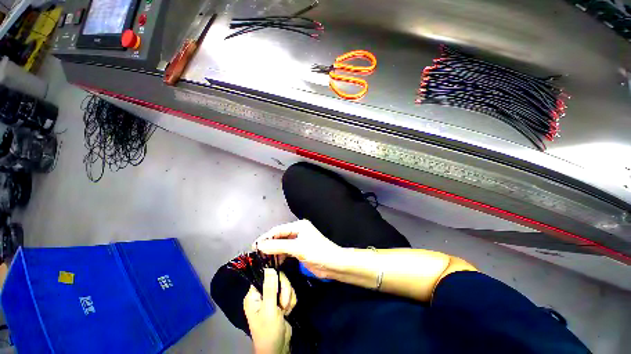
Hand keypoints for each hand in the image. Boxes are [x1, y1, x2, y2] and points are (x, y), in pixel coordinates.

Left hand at [243, 269, 293, 353]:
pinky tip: (288, 311)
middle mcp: (263, 293)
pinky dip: (291, 301)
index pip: (264, 275)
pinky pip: (290, 292)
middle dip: (284, 290)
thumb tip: (269, 268)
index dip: (273, 276)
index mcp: (254, 295)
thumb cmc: (268, 331)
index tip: (280, 284)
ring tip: (285, 310)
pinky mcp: (282, 300)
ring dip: (288, 297)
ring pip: (285, 285)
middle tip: (283, 303)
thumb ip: (270, 288)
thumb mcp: (269, 310)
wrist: (279, 348)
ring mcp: (273, 297)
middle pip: (277, 278)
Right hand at [254, 219, 342, 278]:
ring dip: (274, 252)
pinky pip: (287, 251)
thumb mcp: (297, 248)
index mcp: (299, 226)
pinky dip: (280, 256)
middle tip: (257, 255)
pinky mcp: (300, 250)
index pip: (278, 230)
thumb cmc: (317, 252)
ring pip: (282, 245)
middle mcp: (298, 231)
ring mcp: (299, 241)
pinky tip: (274, 263)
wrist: (334, 264)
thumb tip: (260, 246)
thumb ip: (278, 246)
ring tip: (263, 260)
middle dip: (269, 245)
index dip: (266, 237)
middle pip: (280, 237)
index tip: (254, 246)